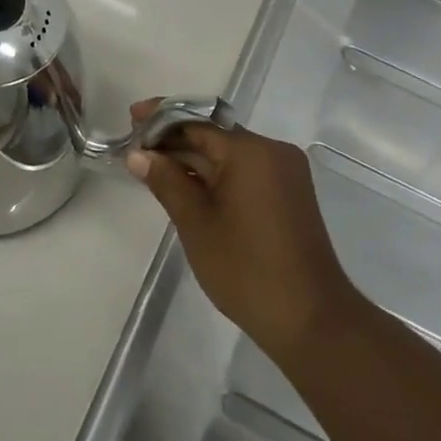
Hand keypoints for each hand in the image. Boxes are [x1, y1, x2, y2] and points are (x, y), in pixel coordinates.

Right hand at [126, 100, 358, 362]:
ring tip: (153, 167)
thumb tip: (138, 154)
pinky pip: (244, 171)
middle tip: (136, 148)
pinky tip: (186, 185)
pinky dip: (215, 175)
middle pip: (213, 135)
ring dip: (193, 159)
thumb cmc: (246, 269)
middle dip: (174, 140)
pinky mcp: (288, 194)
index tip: (131, 120)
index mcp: (251, 151)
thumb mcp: (196, 223)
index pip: (196, 122)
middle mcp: (272, 151)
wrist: (310, 319)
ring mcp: (284, 172)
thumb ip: (166, 181)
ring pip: (228, 154)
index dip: (161, 120)